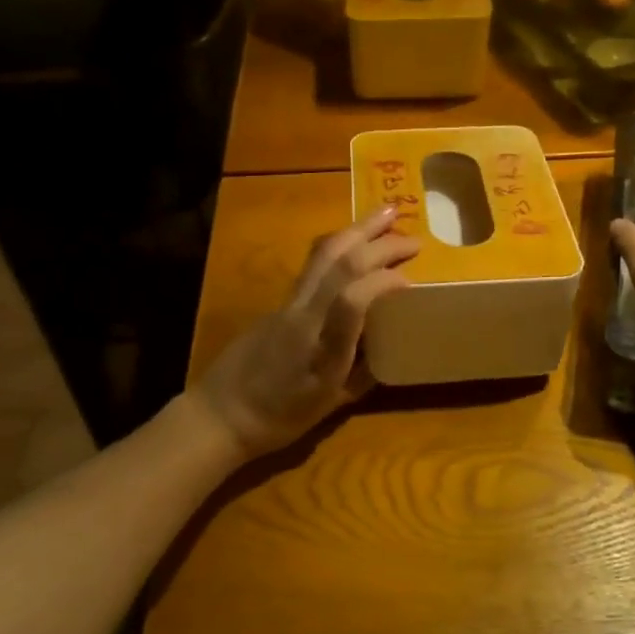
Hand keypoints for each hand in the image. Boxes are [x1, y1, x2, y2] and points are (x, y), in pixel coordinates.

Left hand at [190, 207, 417, 459]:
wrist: (220, 414)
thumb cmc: (279, 419)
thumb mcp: (331, 408)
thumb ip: (363, 374)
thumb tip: (391, 347)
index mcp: (322, 350)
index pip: (351, 301)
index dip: (383, 282)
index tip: (410, 279)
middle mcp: (304, 317)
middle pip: (340, 263)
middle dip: (380, 243)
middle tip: (414, 238)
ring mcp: (288, 304)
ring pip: (323, 254)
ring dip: (358, 230)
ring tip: (386, 214)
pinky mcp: (278, 300)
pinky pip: (313, 263)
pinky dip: (341, 245)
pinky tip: (355, 242)